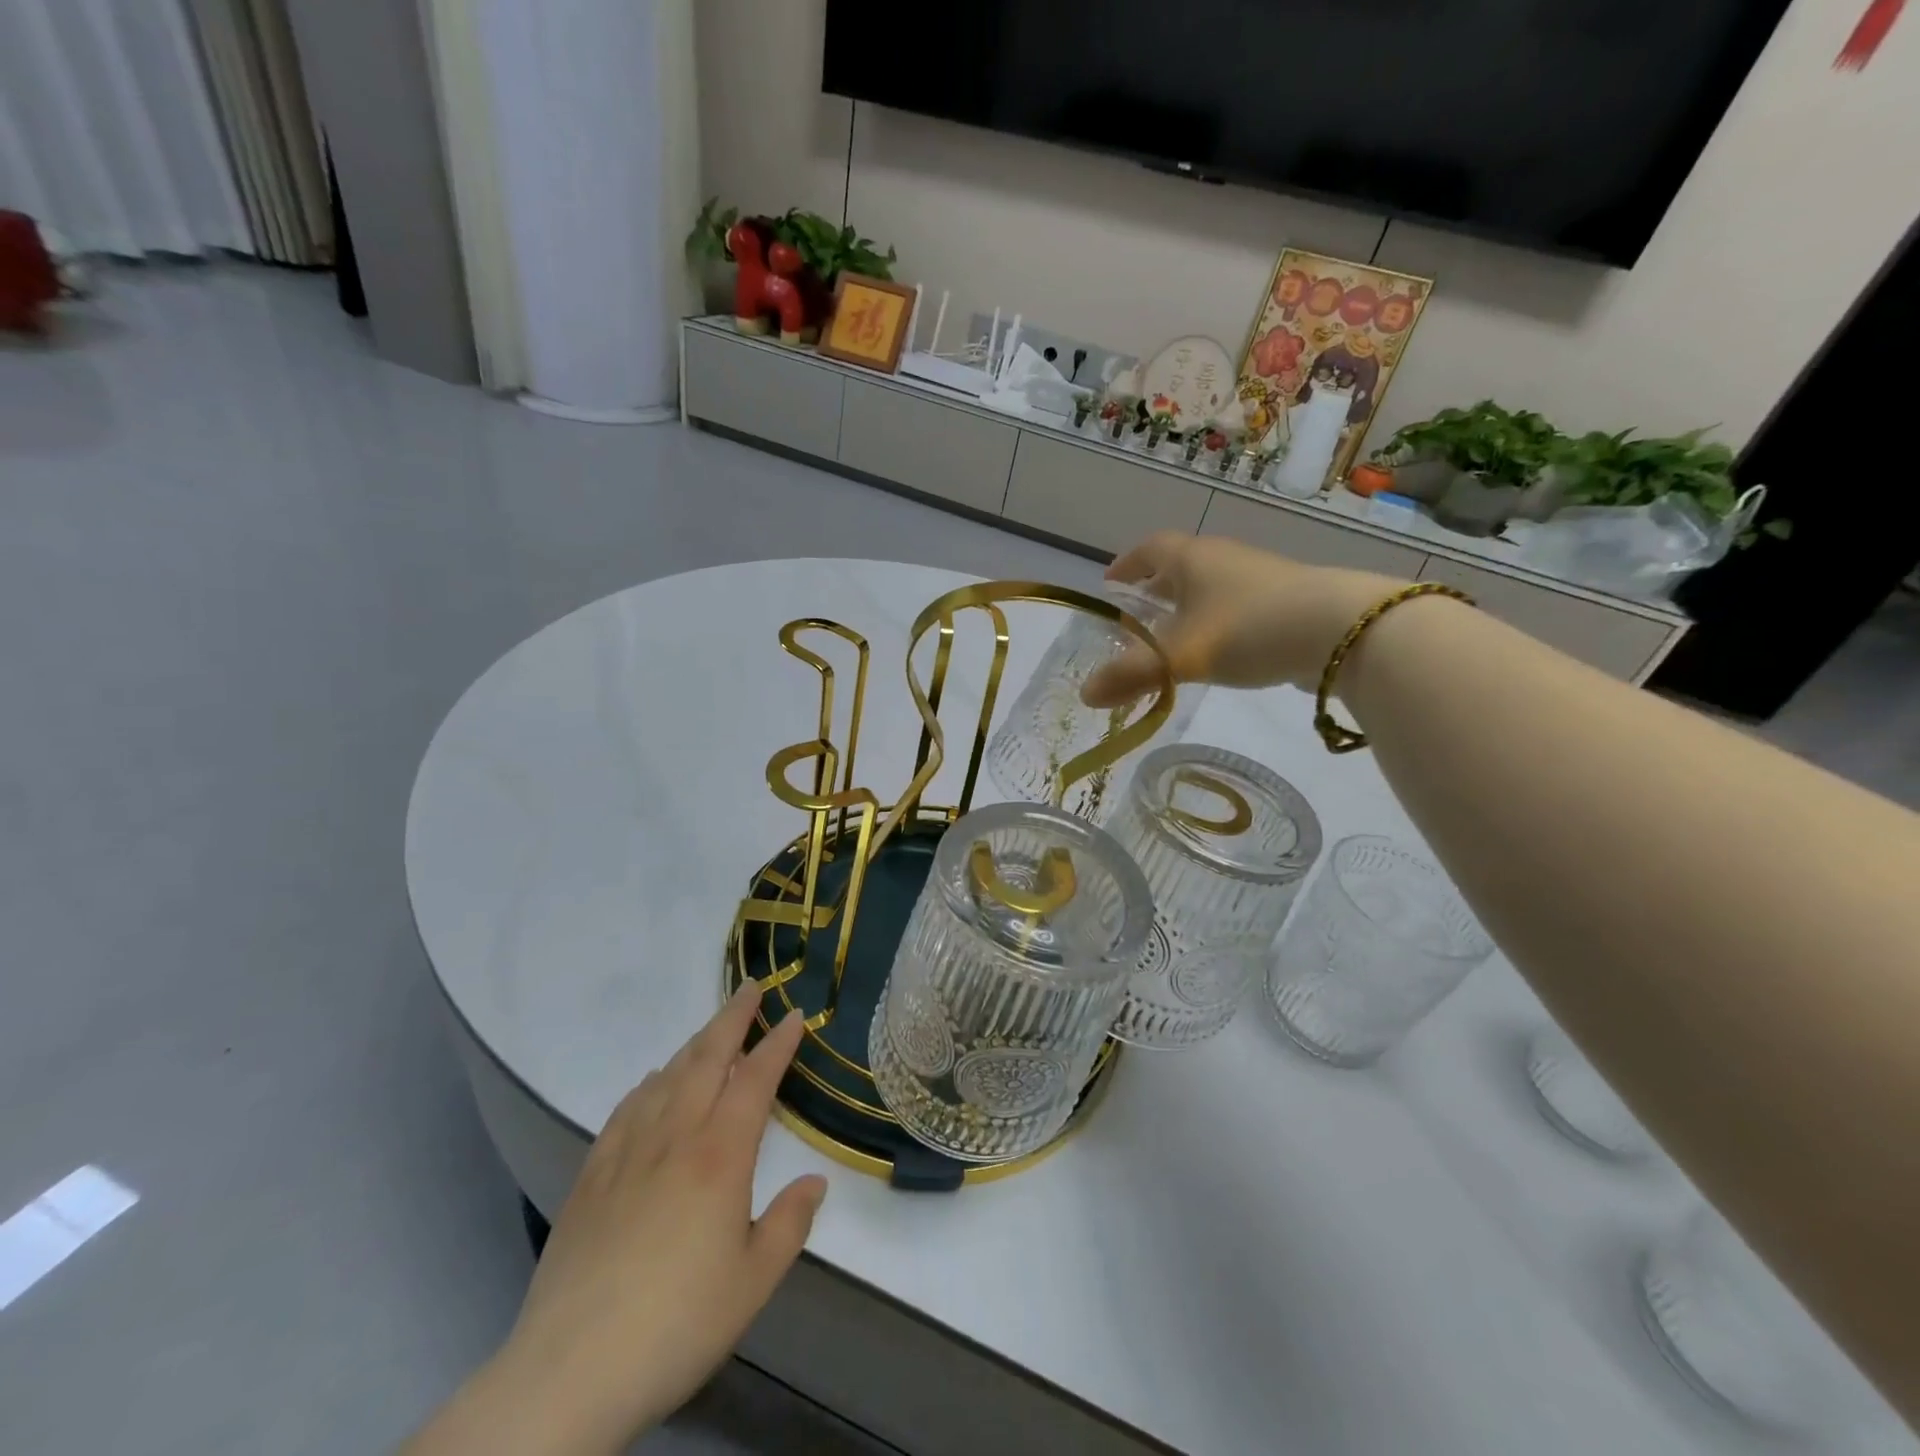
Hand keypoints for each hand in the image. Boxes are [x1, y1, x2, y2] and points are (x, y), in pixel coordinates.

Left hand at [414, 986, 824, 1454]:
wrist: (569, 1372)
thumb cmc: (677, 1325)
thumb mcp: (753, 1283)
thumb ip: (789, 1225)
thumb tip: (815, 1182)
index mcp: (720, 1157)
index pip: (755, 1080)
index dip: (777, 1044)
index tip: (795, 1016)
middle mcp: (675, 1138)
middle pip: (707, 1059)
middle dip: (732, 1018)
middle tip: (750, 988)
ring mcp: (627, 1153)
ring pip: (666, 1077)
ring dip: (693, 1044)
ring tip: (711, 1030)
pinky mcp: (591, 1177)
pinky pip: (626, 1110)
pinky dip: (647, 1084)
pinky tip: (652, 1082)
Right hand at [1082, 533, 1399, 705]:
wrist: (1342, 630)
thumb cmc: (1248, 629)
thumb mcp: (1180, 656)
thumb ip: (1131, 675)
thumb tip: (1085, 695)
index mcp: (1192, 559)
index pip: (1149, 549)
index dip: (1126, 564)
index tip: (1110, 583)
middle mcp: (1224, 559)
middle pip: (1180, 565)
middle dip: (1155, 586)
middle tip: (1137, 614)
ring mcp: (1259, 577)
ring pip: (1211, 585)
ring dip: (1189, 604)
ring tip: (1174, 636)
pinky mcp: (1286, 600)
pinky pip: (1237, 604)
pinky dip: (1218, 620)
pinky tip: (1220, 649)